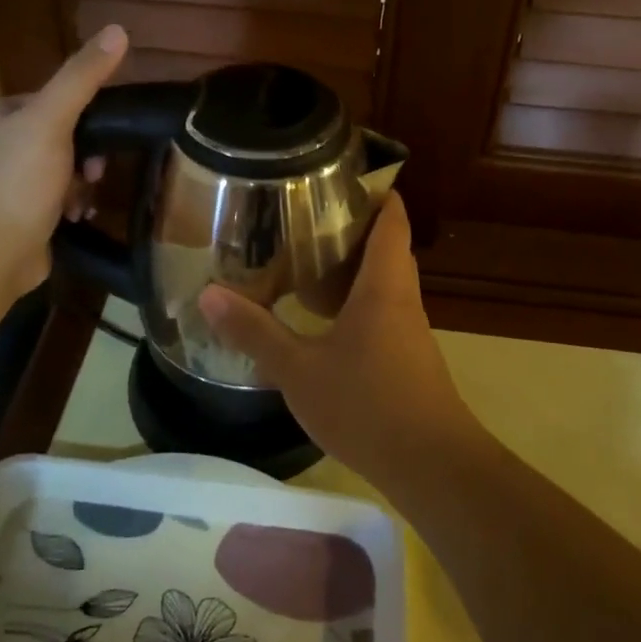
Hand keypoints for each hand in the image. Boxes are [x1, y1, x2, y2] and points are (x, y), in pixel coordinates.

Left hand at [0, 25, 126, 303]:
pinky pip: (56, 196)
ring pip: (63, 168)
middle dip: (85, 156)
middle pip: (62, 135)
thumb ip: (82, 77)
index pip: (56, 99)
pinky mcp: (16, 212)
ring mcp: (5, 180)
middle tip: (93, 175)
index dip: (86, 118)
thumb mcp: (52, 122)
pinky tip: (76, 217)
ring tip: (82, 202)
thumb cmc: (17, 184)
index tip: (101, 141)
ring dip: (81, 183)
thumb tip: (119, 30)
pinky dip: (71, 204)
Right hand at [196, 193, 481, 485]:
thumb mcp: (299, 369)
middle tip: (306, 217)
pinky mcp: (407, 362)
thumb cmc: (367, 404)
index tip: (342, 176)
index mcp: (384, 286)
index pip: (392, 220)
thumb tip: (209, 294)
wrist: (431, 466)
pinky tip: (323, 323)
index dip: (376, 192)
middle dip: (353, 228)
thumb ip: (255, 332)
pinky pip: (381, 315)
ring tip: (306, 262)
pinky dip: (355, 305)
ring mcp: (409, 333)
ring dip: (352, 270)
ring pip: (383, 284)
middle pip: (387, 248)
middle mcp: (402, 300)